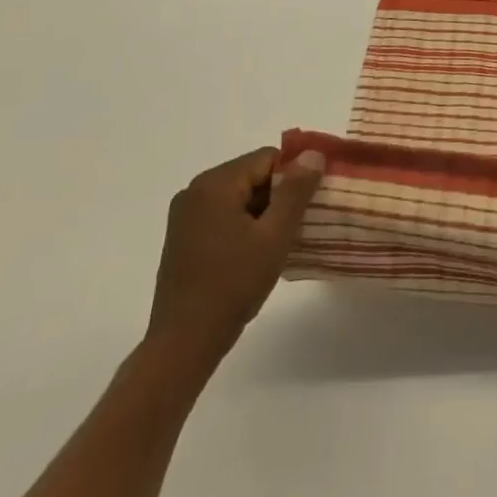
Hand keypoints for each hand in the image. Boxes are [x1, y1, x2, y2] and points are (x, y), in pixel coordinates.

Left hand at [146, 147, 323, 362]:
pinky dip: (245, 224)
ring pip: (240, 196)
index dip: (294, 176)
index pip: (267, 158)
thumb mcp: (275, 235)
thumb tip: (313, 154)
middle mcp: (195, 191)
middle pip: (252, 175)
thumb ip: (296, 190)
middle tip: (298, 224)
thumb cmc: (233, 284)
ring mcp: (185, 215)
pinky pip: (224, 214)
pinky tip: (256, 252)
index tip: (310, 203)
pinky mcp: (183, 236)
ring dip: (263, 211)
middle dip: (279, 194)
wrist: (184, 342)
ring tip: (280, 241)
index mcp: (215, 184)